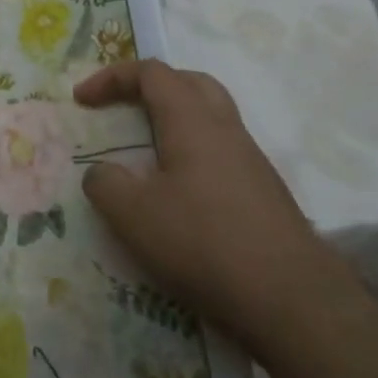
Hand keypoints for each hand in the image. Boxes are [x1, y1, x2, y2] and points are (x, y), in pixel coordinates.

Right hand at [75, 58, 345, 350]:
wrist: (295, 303)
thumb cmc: (204, 244)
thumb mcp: (133, 216)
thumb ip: (105, 184)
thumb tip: (102, 174)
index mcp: (192, 121)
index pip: (151, 73)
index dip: (112, 77)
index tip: (82, 99)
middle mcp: (226, 131)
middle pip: (190, 84)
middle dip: (152, 87)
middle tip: (123, 107)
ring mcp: (252, 163)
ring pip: (211, 120)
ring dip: (175, 123)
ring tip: (147, 154)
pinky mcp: (266, 196)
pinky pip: (223, 155)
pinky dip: (194, 157)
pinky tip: (180, 196)